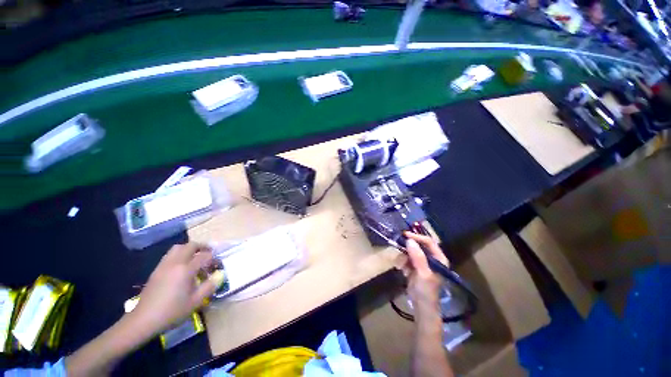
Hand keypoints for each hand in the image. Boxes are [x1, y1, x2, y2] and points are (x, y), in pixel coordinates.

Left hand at [130, 243, 224, 334]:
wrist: (143, 320)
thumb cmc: (172, 311)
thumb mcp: (195, 302)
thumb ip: (210, 286)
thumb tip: (220, 275)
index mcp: (186, 270)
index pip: (204, 256)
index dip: (213, 258)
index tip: (218, 263)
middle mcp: (175, 263)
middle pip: (190, 246)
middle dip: (202, 247)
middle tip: (209, 253)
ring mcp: (164, 265)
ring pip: (178, 248)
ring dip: (189, 249)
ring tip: (196, 257)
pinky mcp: (157, 270)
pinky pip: (170, 255)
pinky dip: (180, 254)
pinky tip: (182, 266)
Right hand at [401, 232, 448, 316]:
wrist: (421, 306)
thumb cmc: (426, 291)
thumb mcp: (423, 273)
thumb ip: (417, 256)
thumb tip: (409, 240)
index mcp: (439, 258)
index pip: (428, 241)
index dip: (416, 237)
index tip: (404, 235)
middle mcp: (431, 258)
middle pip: (418, 245)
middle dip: (408, 247)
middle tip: (398, 246)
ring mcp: (422, 262)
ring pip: (410, 251)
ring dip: (404, 257)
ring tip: (402, 267)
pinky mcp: (415, 266)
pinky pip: (406, 258)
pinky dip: (403, 262)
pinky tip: (403, 271)